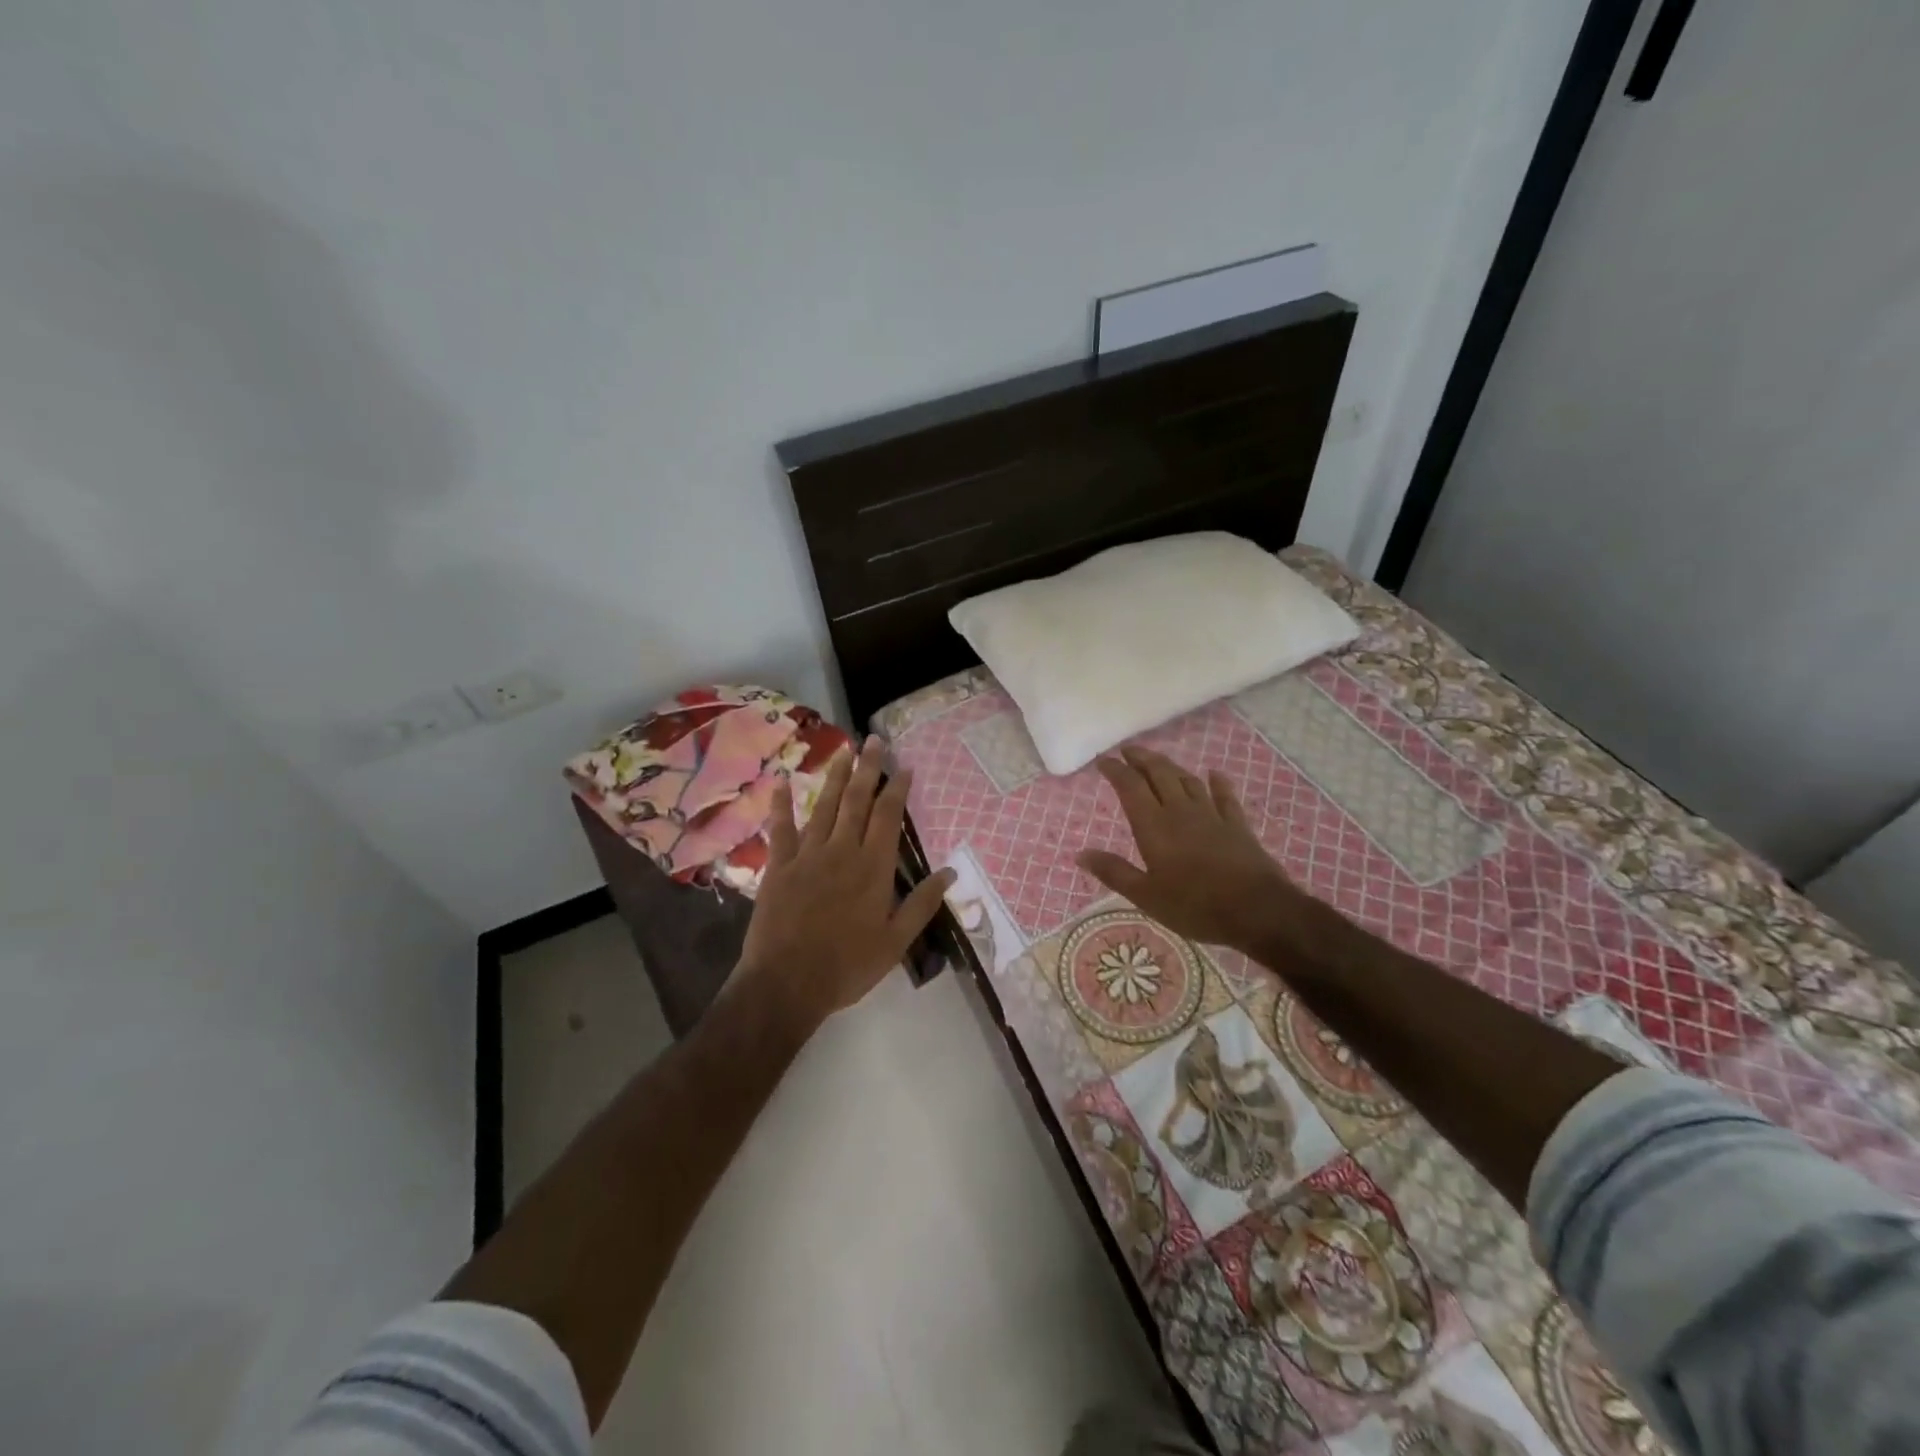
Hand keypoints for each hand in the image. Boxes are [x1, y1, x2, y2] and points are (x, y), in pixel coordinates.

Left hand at [736, 736, 954, 1030]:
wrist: (787, 984)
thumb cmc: (847, 966)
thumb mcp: (895, 942)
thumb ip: (922, 904)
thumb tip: (950, 872)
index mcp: (873, 868)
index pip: (888, 817)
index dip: (896, 789)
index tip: (903, 765)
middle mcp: (841, 851)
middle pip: (856, 801)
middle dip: (867, 768)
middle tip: (874, 740)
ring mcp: (807, 856)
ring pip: (823, 807)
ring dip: (834, 776)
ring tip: (843, 750)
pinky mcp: (778, 867)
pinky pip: (780, 829)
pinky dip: (781, 804)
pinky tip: (782, 781)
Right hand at [1077, 746, 1302, 952]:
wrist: (1257, 910)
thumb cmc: (1194, 906)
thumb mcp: (1146, 896)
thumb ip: (1114, 872)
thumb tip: (1081, 854)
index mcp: (1154, 826)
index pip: (1130, 787)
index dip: (1116, 770)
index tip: (1103, 760)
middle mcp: (1180, 811)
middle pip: (1159, 774)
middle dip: (1142, 759)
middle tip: (1128, 750)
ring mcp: (1211, 815)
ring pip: (1187, 780)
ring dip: (1171, 766)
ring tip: (1158, 760)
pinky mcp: (1237, 825)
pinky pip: (1225, 796)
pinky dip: (1217, 782)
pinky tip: (1214, 774)